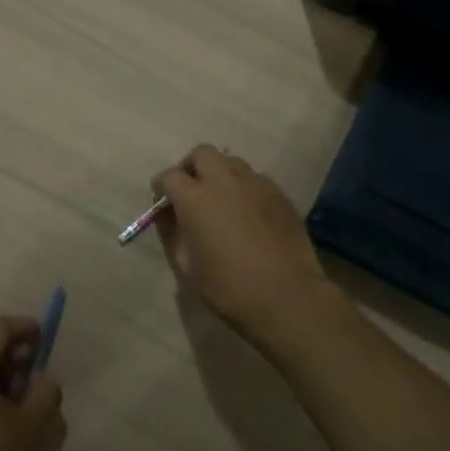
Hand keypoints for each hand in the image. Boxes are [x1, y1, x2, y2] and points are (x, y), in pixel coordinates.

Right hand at [153, 146, 348, 343]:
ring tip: (222, 200)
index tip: (163, 202)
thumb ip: (172, 234)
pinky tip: (248, 212)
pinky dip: (244, 187)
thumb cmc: (229, 287)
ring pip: (231, 162)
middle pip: (202, 154)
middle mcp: (224, 180)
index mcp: (195, 198)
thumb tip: (168, 216)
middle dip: (192, 168)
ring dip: (220, 174)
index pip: (170, 175)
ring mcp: (255, 183)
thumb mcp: (187, 267)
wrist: (287, 296)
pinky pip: (255, 178)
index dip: (162, 187)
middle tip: (192, 192)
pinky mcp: (279, 193)